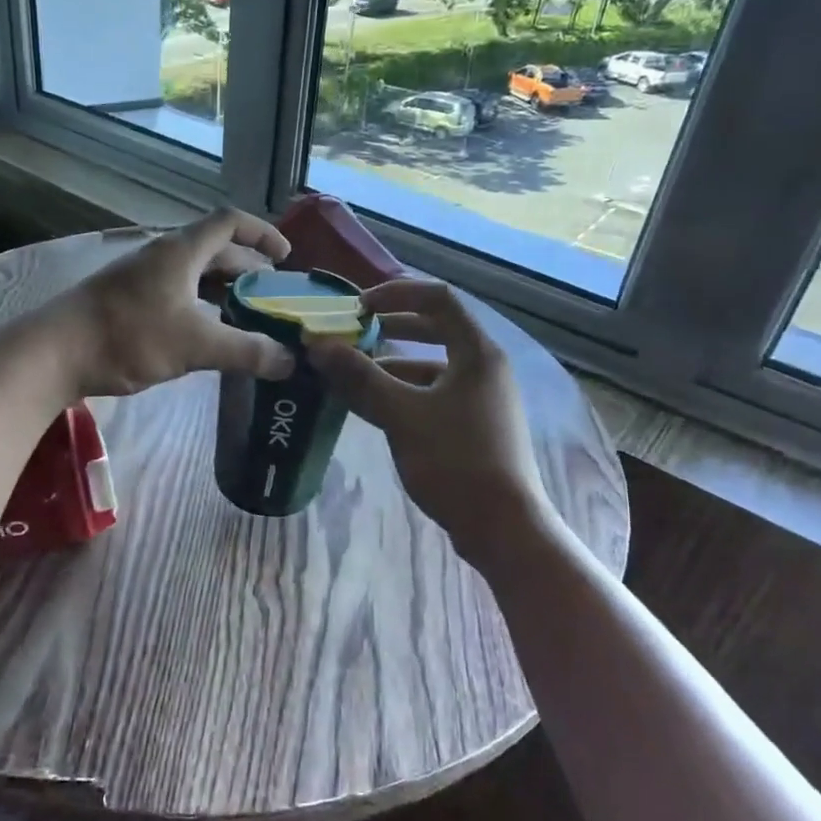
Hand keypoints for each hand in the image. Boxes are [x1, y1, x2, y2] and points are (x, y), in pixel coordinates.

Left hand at [53, 210, 297, 396]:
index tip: (286, 257)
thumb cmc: (128, 336)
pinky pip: (176, 294)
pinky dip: (200, 308)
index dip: (262, 233)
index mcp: (181, 251)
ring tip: (248, 318)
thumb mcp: (194, 345)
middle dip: (248, 270)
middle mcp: (162, 256)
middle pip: (215, 251)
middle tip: (273, 297)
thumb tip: (289, 361)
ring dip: (223, 291)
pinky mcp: (127, 301)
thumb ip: (245, 351)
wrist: (54, 352)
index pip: (230, 222)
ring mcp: (141, 278)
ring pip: (194, 276)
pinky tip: (207, 335)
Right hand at [307, 279, 553, 562]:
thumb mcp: (401, 415)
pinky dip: (405, 393)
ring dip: (393, 366)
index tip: (358, 307)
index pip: (438, 299)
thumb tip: (318, 345)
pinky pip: (436, 394)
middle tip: (355, 334)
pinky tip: (376, 410)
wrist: (502, 527)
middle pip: (437, 329)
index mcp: (477, 353)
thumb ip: (360, 377)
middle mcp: (485, 367)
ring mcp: (483, 398)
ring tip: (353, 376)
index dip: (396, 293)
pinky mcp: (477, 426)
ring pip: (433, 366)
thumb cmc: (455, 462)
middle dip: (393, 328)